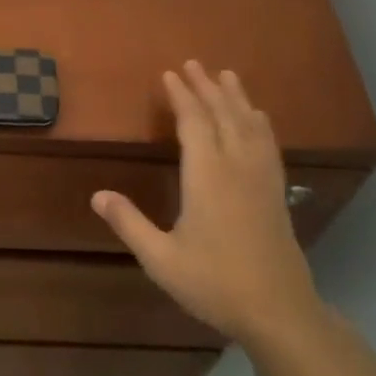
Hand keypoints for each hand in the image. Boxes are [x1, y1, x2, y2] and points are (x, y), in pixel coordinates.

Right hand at [92, 60, 320, 347]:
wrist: (279, 311)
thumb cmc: (215, 283)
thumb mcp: (161, 259)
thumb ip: (129, 223)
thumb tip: (96, 195)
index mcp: (207, 176)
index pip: (194, 123)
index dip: (182, 96)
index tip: (170, 74)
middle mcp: (237, 167)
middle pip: (223, 115)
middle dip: (207, 87)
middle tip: (193, 63)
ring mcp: (261, 178)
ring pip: (250, 124)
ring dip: (236, 97)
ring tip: (227, 76)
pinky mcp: (276, 192)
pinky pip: (268, 143)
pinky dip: (259, 122)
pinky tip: (258, 118)